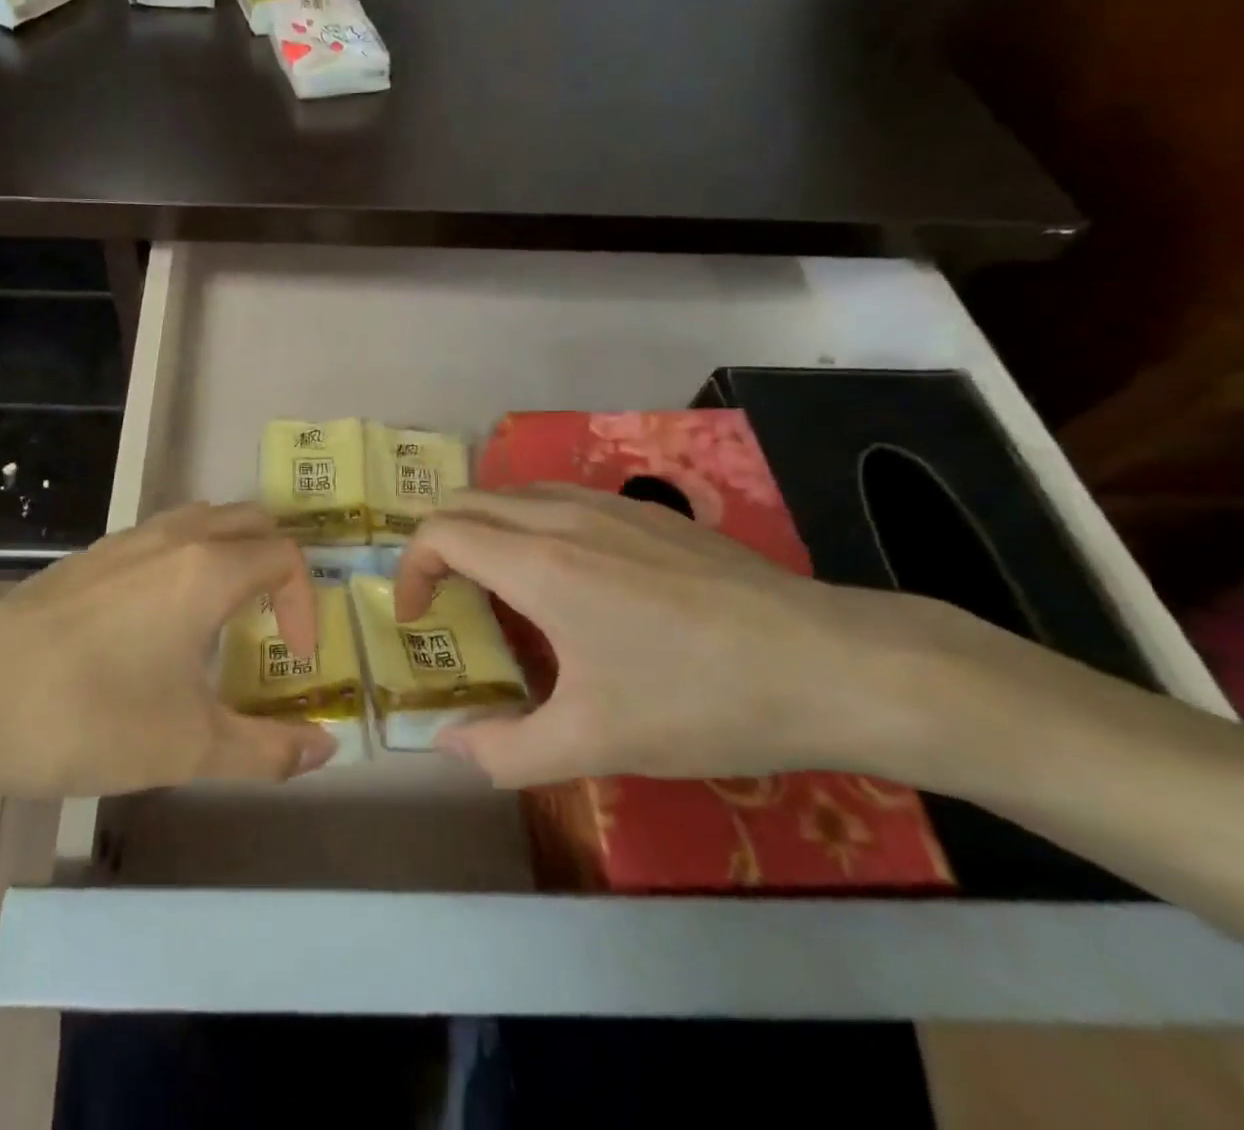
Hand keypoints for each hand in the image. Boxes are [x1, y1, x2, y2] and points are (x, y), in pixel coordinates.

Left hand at [0, 503, 337, 816]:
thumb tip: (326, 747)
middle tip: (272, 622)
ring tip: (222, 615)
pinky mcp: (86, 557)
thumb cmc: (88, 720)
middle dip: (276, 564)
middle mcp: (172, 537)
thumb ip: (268, 750)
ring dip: (230, 553)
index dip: (305, 603)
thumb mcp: (189, 748)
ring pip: (201, 519)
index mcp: (207, 569)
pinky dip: (186, 558)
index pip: (285, 557)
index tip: (294, 657)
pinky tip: (157, 620)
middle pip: (250, 520)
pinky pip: (159, 536)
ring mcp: (123, 541)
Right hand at [394, 486, 938, 786]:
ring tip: (498, 587)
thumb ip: (504, 750)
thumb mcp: (594, 744)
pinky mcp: (646, 510)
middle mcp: (562, 517)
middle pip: (467, 502)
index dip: (411, 571)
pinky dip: (528, 523)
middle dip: (438, 545)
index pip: (440, 533)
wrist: (832, 664)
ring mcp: (608, 505)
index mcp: (538, 564)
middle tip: (447, 601)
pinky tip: (568, 576)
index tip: (418, 619)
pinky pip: (558, 498)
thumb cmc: (701, 701)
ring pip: (513, 493)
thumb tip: (446, 745)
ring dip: (484, 529)